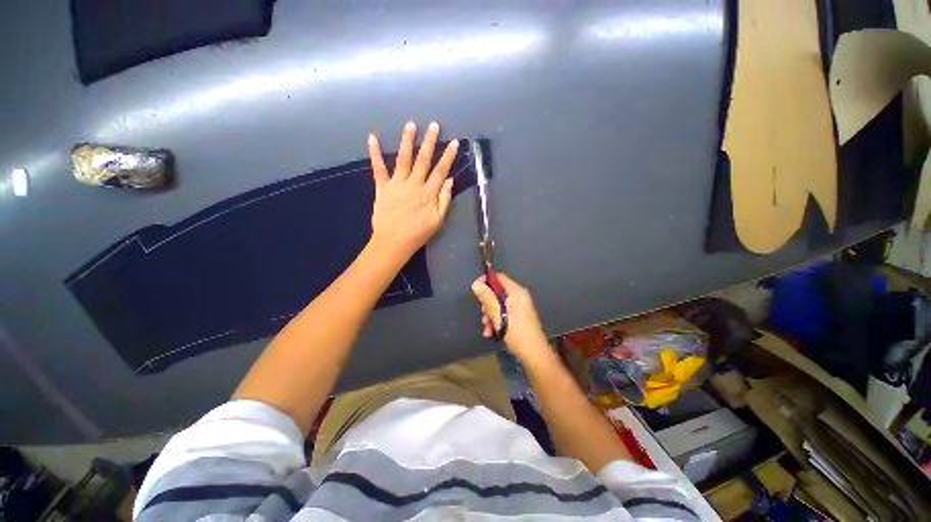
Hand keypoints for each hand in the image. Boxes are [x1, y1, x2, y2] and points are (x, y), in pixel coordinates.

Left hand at [368, 121, 459, 260]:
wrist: (394, 242)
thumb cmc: (418, 233)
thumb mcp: (438, 220)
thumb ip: (445, 200)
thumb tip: (450, 181)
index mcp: (428, 194)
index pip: (441, 171)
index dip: (448, 156)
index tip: (453, 142)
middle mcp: (414, 185)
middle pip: (423, 160)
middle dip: (429, 142)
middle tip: (433, 125)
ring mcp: (397, 184)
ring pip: (403, 159)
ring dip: (407, 141)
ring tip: (410, 125)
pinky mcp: (382, 187)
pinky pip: (378, 168)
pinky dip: (374, 153)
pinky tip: (372, 137)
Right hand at [472, 273, 549, 359]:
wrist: (533, 354)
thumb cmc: (516, 333)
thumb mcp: (498, 315)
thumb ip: (487, 298)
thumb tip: (476, 284)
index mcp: (517, 292)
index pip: (499, 278)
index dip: (486, 281)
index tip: (475, 290)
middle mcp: (518, 297)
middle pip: (497, 292)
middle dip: (487, 304)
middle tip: (484, 316)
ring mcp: (519, 307)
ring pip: (497, 304)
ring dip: (489, 315)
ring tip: (487, 328)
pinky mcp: (517, 316)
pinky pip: (502, 313)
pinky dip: (495, 321)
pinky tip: (491, 332)